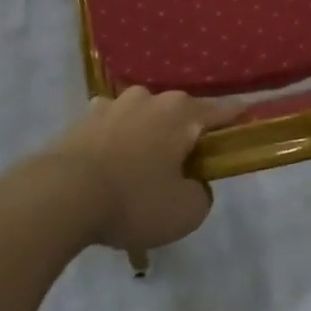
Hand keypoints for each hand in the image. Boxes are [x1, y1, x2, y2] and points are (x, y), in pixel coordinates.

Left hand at [46, 87, 239, 252]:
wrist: (60, 195)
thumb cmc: (134, 200)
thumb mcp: (186, 212)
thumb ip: (201, 194)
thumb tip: (192, 183)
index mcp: (181, 114)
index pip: (220, 111)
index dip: (237, 115)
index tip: (250, 112)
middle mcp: (149, 99)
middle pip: (179, 114)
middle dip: (185, 134)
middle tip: (185, 167)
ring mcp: (113, 105)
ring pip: (143, 119)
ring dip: (148, 137)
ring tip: (141, 172)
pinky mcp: (83, 119)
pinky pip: (113, 129)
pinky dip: (118, 144)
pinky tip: (111, 168)